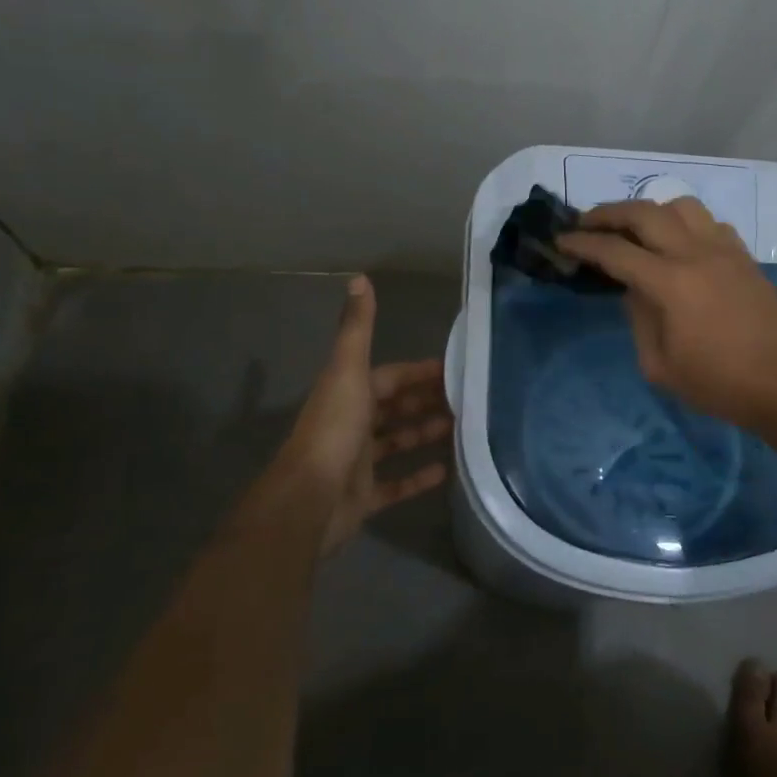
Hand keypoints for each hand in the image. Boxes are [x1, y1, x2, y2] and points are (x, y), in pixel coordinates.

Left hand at [277, 276, 452, 553]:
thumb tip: (358, 277)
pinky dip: (418, 476)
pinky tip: (446, 470)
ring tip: (463, 429)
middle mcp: (353, 423)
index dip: (418, 372)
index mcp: (350, 392)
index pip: (390, 376)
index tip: (452, 368)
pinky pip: (395, 484)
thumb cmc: (334, 429)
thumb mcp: (348, 371)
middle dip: (426, 401)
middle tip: (466, 400)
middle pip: (395, 407)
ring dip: (425, 433)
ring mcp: (358, 462)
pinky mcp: (364, 496)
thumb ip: (357, 327)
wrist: (309, 499)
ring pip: (397, 442)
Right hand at [558, 198, 776, 429]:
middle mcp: (695, 253)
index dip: (583, 243)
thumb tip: (633, 289)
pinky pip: (708, 222)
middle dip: (608, 213)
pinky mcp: (743, 255)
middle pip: (644, 212)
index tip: (561, 240)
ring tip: (636, 230)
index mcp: (670, 283)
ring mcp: (724, 249)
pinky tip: (680, 244)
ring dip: (651, 211)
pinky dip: (685, 224)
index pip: (615, 251)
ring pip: (681, 206)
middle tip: (587, 223)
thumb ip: (638, 319)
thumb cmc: (719, 383)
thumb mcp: (660, 365)